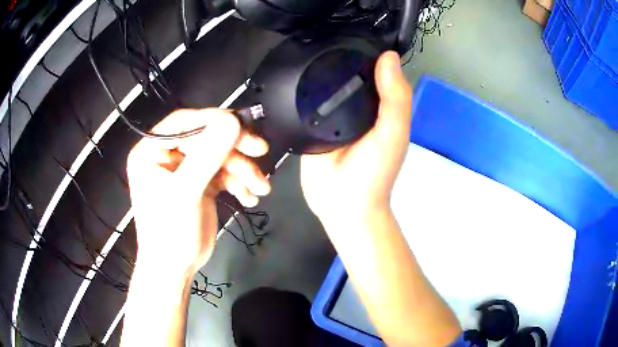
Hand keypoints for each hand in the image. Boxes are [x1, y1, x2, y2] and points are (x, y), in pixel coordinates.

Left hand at [126, 109, 270, 275]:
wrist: (174, 269)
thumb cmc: (168, 233)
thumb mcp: (185, 193)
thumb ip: (207, 155)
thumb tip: (233, 121)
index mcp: (151, 151)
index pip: (183, 122)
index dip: (212, 120)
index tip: (242, 126)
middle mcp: (167, 155)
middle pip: (205, 137)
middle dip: (234, 149)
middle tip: (260, 151)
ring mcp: (185, 169)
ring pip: (219, 156)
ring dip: (242, 170)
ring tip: (260, 187)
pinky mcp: (200, 183)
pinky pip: (223, 173)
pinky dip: (239, 183)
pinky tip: (250, 197)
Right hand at [300, 51, 412, 225]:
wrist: (341, 204)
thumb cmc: (374, 172)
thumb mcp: (393, 133)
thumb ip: (394, 98)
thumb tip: (388, 56)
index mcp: (378, 105)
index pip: (373, 70)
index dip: (366, 51)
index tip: (351, 31)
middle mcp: (354, 106)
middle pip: (344, 74)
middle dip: (334, 56)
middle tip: (317, 35)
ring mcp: (329, 115)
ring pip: (322, 85)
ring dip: (313, 70)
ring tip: (300, 49)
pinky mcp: (307, 125)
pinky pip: (302, 103)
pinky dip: (297, 90)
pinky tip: (287, 75)